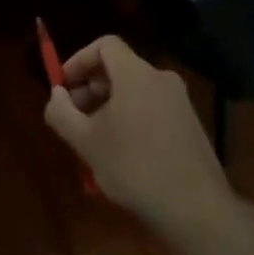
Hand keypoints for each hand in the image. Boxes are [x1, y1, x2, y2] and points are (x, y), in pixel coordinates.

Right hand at [43, 35, 232, 233]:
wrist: (197, 209)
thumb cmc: (135, 167)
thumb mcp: (86, 142)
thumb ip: (61, 112)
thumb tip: (56, 95)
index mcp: (136, 74)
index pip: (104, 45)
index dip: (78, 61)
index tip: (63, 88)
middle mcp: (161, 79)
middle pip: (118, 68)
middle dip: (90, 89)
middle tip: (74, 120)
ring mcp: (180, 102)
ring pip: (134, 92)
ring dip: (108, 108)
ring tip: (94, 143)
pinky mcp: (190, 125)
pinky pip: (151, 109)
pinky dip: (130, 120)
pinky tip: (122, 156)